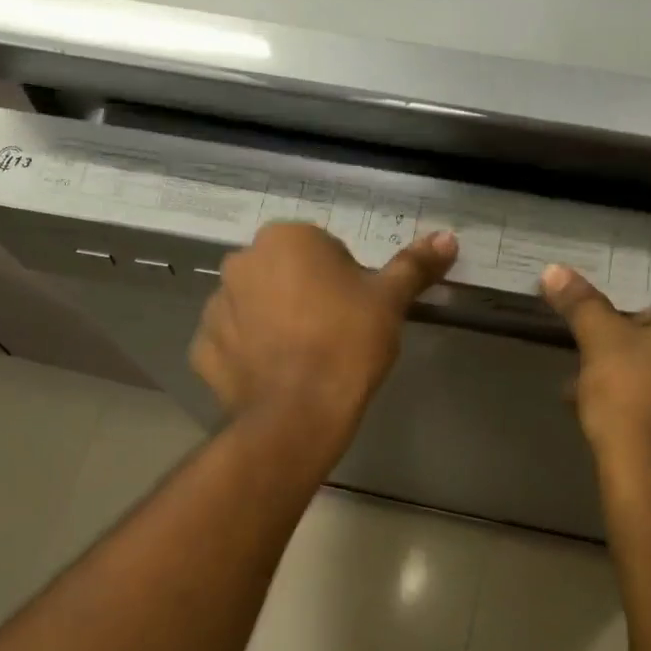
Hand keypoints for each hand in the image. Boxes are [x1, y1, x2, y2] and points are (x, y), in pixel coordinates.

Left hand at [191, 223, 457, 448]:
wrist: (298, 414)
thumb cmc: (347, 344)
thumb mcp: (389, 301)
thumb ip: (414, 265)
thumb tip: (448, 237)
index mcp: (285, 238)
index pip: (322, 249)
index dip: (345, 281)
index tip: (356, 312)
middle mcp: (241, 262)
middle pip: (284, 274)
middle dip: (305, 296)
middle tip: (333, 335)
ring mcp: (215, 306)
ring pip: (255, 306)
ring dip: (273, 322)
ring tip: (303, 359)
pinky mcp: (202, 348)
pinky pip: (232, 342)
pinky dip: (248, 354)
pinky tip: (274, 376)